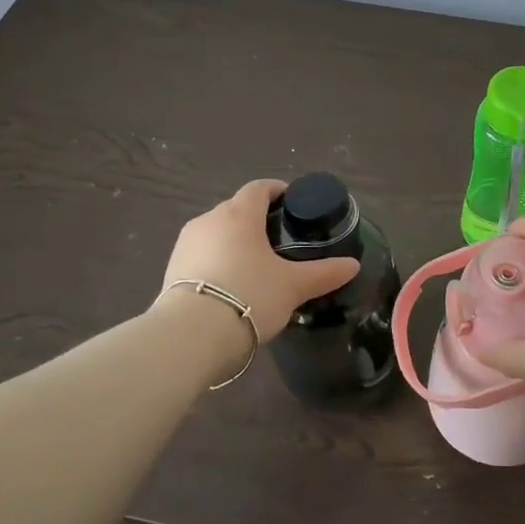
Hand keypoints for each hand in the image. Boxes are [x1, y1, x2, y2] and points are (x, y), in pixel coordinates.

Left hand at [160, 180, 360, 340]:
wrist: (191, 335)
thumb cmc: (249, 296)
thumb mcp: (294, 286)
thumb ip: (324, 273)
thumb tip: (353, 265)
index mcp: (240, 214)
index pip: (259, 188)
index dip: (277, 190)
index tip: (292, 202)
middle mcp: (209, 219)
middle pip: (236, 209)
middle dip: (256, 219)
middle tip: (279, 240)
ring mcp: (185, 243)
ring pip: (216, 232)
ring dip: (234, 241)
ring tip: (254, 265)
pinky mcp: (171, 268)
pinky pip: (201, 255)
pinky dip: (217, 261)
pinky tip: (229, 284)